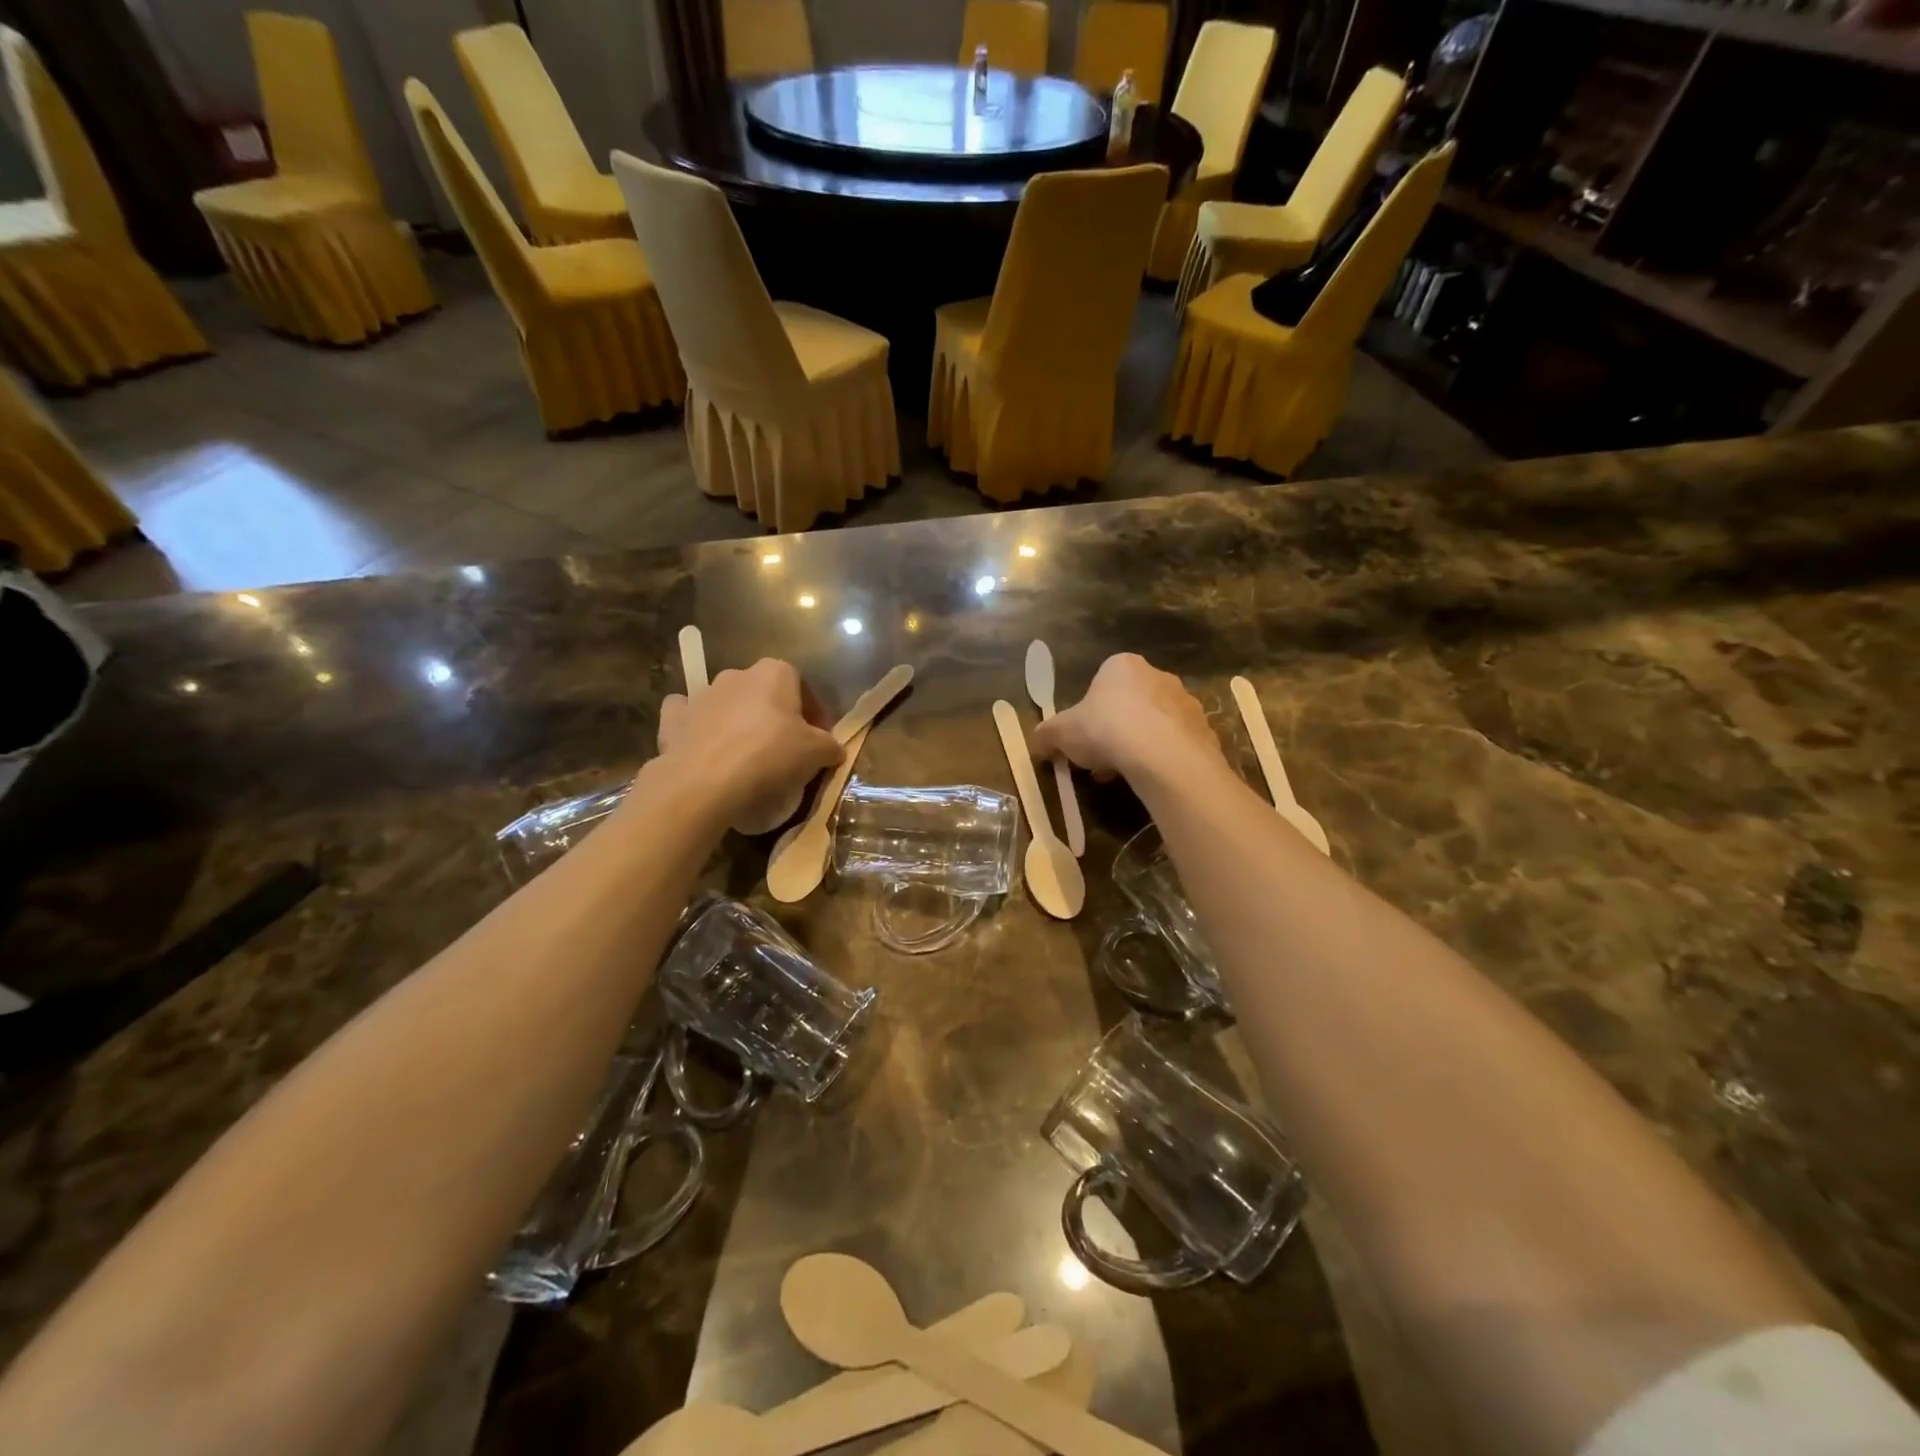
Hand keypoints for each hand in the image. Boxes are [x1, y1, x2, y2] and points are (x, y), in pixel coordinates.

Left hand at [653, 659, 841, 823]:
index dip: (813, 715)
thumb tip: (834, 749)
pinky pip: (689, 717)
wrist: (704, 782)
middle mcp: (736, 675)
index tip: (817, 741)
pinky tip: (704, 748)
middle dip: (774, 717)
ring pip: (727, 704)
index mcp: (774, 673)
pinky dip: (696, 728)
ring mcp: (701, 694)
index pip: (802, 687)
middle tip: (784, 751)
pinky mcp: (673, 718)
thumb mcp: (816, 753)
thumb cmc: (769, 756)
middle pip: (763, 694)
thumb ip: (830, 746)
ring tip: (746, 758)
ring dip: (737, 722)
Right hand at [1031, 653, 1225, 782]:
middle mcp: (1158, 675)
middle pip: (1129, 704)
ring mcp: (1185, 702)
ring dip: (1138, 745)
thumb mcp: (1061, 733)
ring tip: (1125, 775)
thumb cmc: (1106, 730)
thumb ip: (1046, 736)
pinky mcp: (1205, 729)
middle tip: (1101, 761)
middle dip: (1114, 731)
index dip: (1088, 714)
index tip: (1082, 741)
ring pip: (1154, 724)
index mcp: (1122, 665)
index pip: (1101, 684)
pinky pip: (1176, 743)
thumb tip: (1035, 743)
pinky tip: (1151, 778)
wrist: (1163, 755)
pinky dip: (1163, 758)